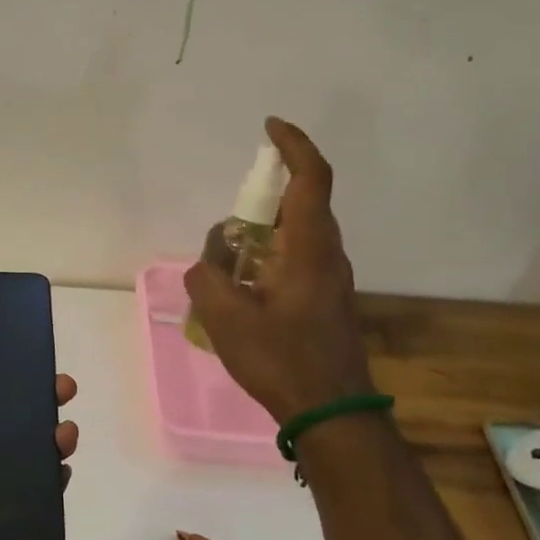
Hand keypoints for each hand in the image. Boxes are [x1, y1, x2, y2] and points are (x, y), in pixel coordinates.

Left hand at [0, 335, 79, 539]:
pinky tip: (62, 471)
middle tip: (63, 388)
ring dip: (55, 439)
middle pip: (18, 419)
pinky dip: (51, 484)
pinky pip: (31, 496)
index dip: (13, 375)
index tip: (36, 358)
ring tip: (64, 433)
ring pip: (31, 455)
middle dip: (45, 400)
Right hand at [184, 117, 375, 421]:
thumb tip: (208, 263)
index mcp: (310, 249)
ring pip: (297, 236)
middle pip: (303, 204)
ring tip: (229, 262)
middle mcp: (327, 255)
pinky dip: (268, 258)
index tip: (270, 127)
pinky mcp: (325, 300)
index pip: (311, 180)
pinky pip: (296, 260)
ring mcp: (330, 279)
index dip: (294, 146)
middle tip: (232, 218)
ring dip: (264, 233)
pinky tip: (243, 289)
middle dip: (266, 196)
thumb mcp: (227, 319)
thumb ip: (207, 278)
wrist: (332, 413)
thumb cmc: (282, 360)